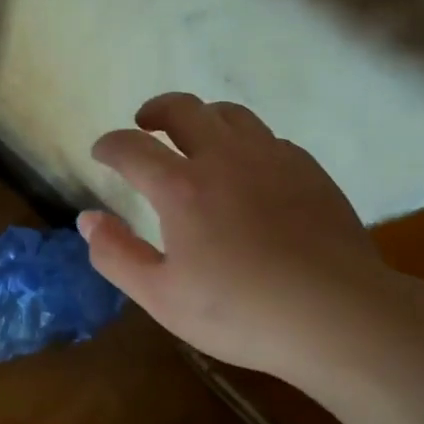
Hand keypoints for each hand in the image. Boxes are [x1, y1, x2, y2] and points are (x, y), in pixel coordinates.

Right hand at [79, 92, 393, 380]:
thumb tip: (87, 219)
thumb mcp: (161, 297)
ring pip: (232, 114)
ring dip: (203, 117)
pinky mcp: (310, 170)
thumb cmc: (240, 312)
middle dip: (155, 110)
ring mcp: (273, 159)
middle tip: (144, 123)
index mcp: (182, 187)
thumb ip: (116, 255)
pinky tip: (248, 169)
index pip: (132, 148)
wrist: (336, 314)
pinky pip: (269, 138)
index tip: (101, 151)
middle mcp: (225, 158)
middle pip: (183, 109)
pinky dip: (245, 142)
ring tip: (195, 137)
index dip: (110, 145)